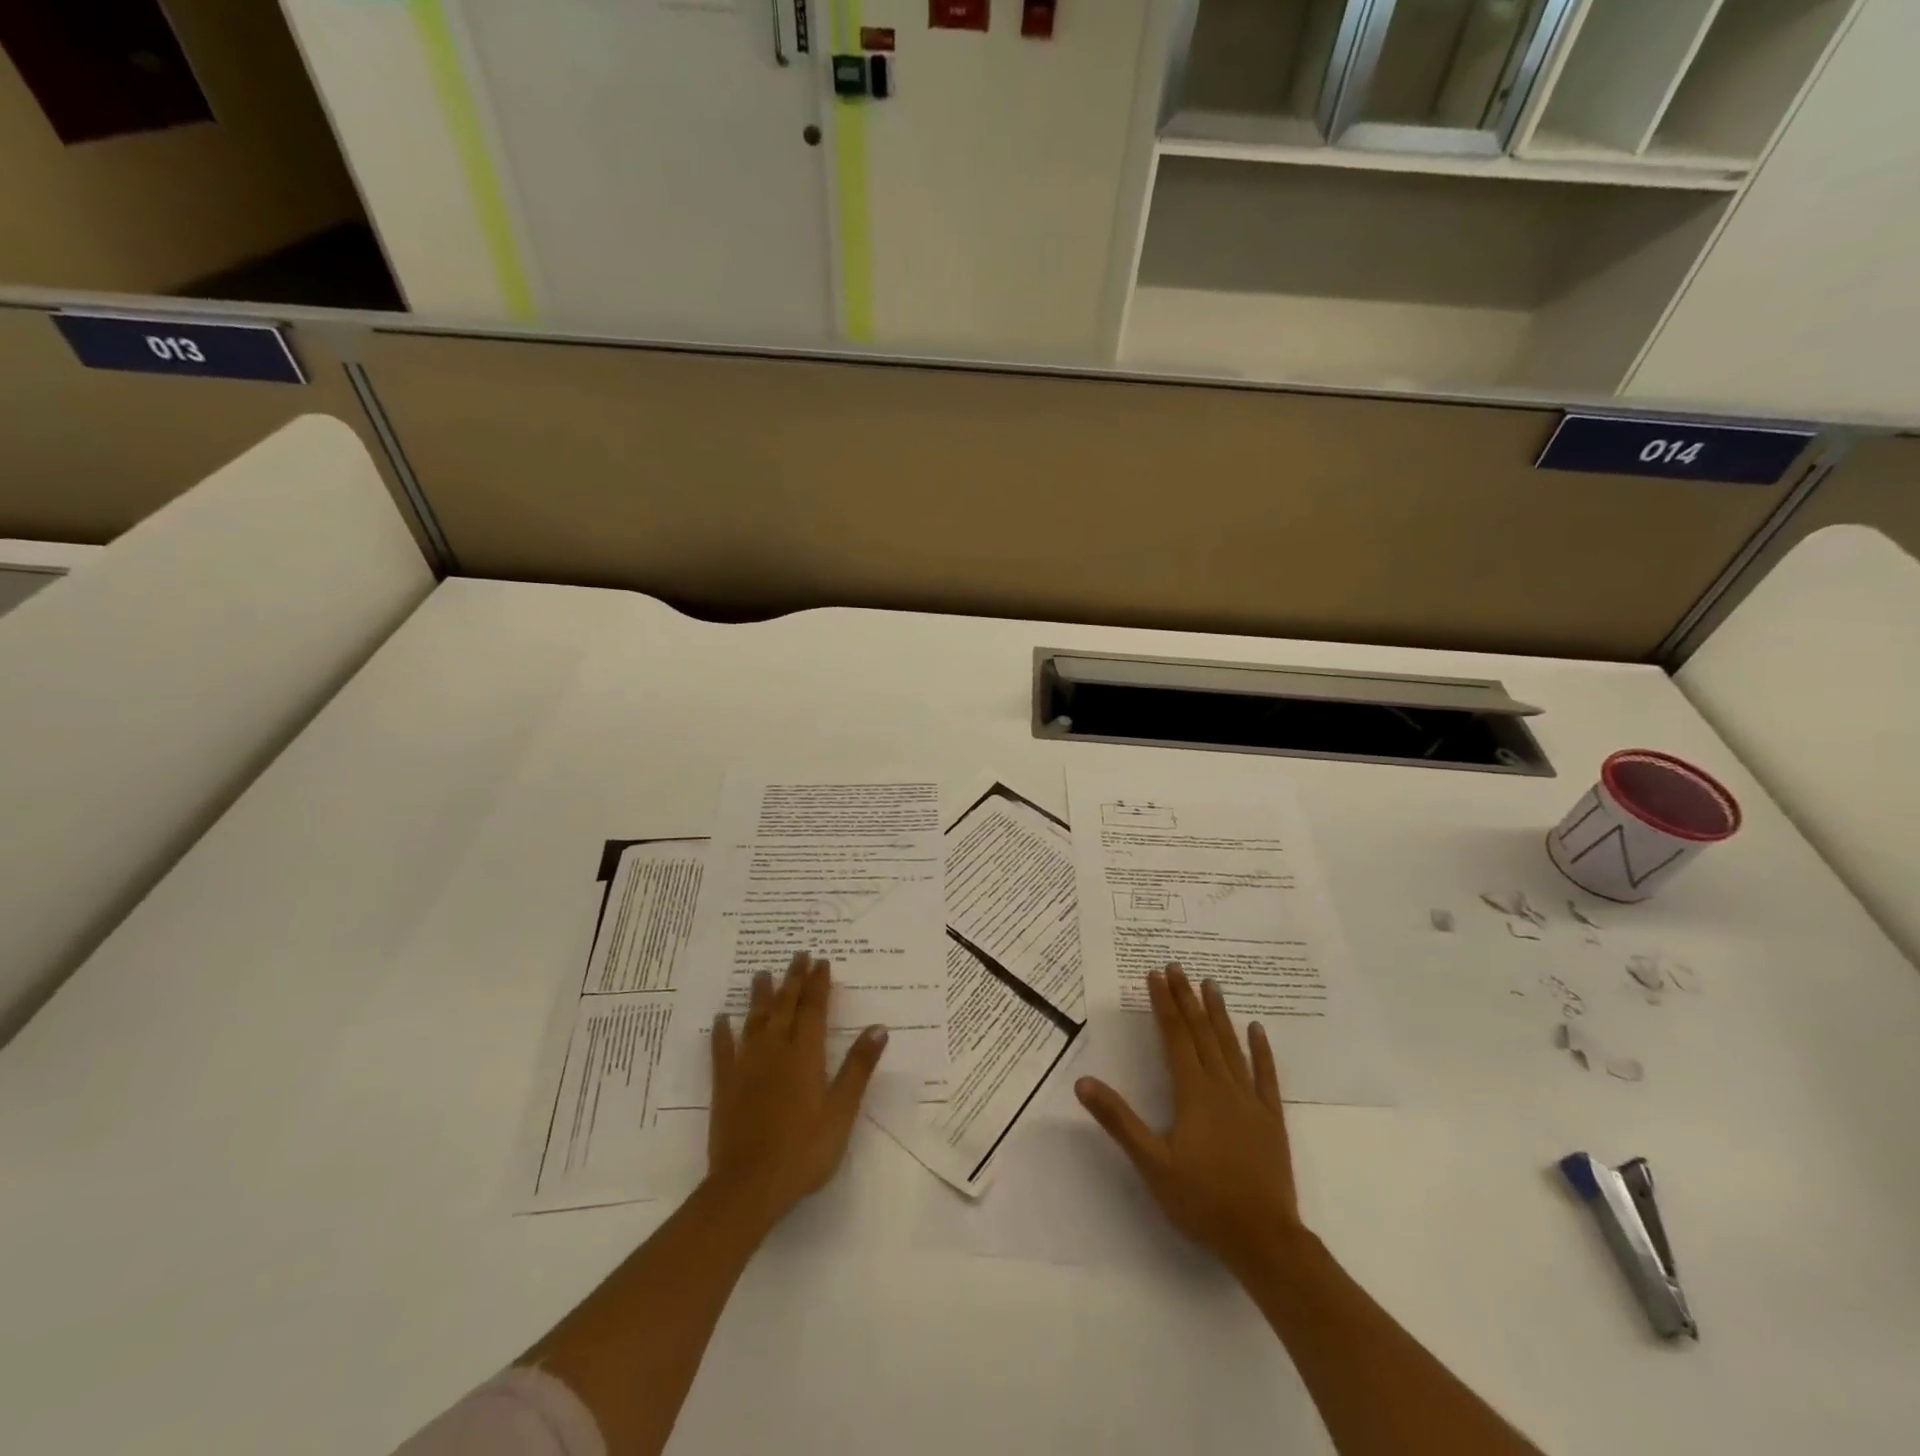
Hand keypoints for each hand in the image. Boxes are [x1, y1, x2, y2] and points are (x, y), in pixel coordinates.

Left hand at [705, 952, 887, 1234]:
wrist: (749, 1187)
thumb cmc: (804, 1151)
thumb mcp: (841, 1111)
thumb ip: (858, 1067)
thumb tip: (879, 1027)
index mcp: (805, 1055)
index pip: (813, 1009)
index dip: (818, 984)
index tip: (821, 961)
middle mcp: (775, 1051)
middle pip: (785, 1007)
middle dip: (794, 979)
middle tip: (798, 954)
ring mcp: (746, 1067)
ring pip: (755, 1021)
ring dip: (760, 996)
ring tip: (762, 973)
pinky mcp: (725, 1086)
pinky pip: (722, 1051)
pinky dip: (722, 1033)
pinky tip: (720, 1018)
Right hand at [1076, 965, 1302, 1273]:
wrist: (1263, 1238)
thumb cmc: (1201, 1200)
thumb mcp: (1151, 1163)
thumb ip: (1119, 1120)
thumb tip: (1083, 1082)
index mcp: (1192, 1093)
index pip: (1174, 1037)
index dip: (1163, 1004)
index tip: (1155, 974)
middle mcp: (1221, 1087)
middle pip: (1202, 1033)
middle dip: (1187, 998)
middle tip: (1177, 967)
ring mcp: (1250, 1101)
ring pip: (1231, 1047)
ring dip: (1219, 1014)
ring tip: (1211, 984)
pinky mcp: (1271, 1119)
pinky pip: (1266, 1076)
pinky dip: (1261, 1051)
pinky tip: (1257, 1029)